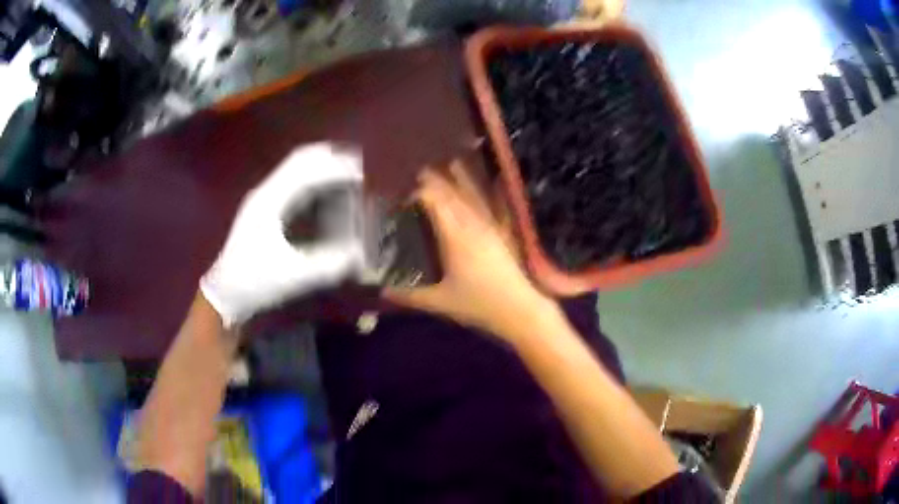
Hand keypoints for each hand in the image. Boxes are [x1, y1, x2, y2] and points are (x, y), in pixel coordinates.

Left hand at [201, 143, 365, 325]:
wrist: (224, 293)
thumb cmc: (254, 282)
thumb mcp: (291, 276)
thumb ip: (327, 266)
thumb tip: (360, 258)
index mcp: (269, 203)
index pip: (306, 173)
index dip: (334, 170)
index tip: (360, 175)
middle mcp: (265, 193)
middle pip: (299, 160)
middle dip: (329, 158)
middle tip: (356, 163)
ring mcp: (263, 200)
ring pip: (295, 170)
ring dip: (321, 167)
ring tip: (346, 174)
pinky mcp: (264, 210)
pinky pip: (292, 185)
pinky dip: (313, 182)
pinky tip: (325, 194)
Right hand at [386, 162, 555, 340]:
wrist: (520, 310)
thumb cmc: (478, 305)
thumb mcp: (440, 302)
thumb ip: (409, 296)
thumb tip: (382, 291)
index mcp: (455, 236)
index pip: (434, 202)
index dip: (419, 193)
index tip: (404, 193)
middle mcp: (473, 224)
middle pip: (453, 194)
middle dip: (437, 180)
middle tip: (422, 170)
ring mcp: (492, 227)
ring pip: (475, 196)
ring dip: (463, 179)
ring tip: (454, 162)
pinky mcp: (505, 234)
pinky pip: (498, 207)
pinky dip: (494, 193)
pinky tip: (496, 182)